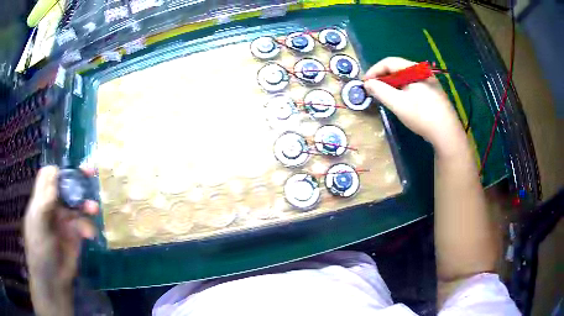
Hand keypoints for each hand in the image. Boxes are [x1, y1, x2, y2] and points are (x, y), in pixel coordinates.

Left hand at [24, 166, 97, 315]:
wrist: (52, 281)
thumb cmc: (39, 250)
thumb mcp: (38, 223)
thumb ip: (45, 198)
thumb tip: (54, 170)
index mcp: (41, 201)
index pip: (48, 176)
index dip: (58, 170)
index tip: (70, 170)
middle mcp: (53, 207)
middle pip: (65, 186)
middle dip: (77, 179)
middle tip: (91, 172)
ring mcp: (64, 222)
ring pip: (77, 205)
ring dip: (86, 204)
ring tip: (94, 208)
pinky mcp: (75, 236)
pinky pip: (84, 225)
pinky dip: (88, 227)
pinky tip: (89, 234)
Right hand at [363, 57, 464, 153]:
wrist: (447, 134)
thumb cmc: (422, 116)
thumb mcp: (398, 103)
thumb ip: (380, 91)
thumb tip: (368, 83)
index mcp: (415, 69)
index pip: (389, 62)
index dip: (374, 71)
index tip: (365, 83)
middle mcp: (423, 71)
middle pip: (398, 69)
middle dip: (383, 78)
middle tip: (374, 91)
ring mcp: (430, 82)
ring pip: (406, 78)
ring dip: (393, 85)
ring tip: (386, 97)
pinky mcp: (434, 93)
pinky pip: (413, 86)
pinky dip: (403, 90)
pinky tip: (402, 101)